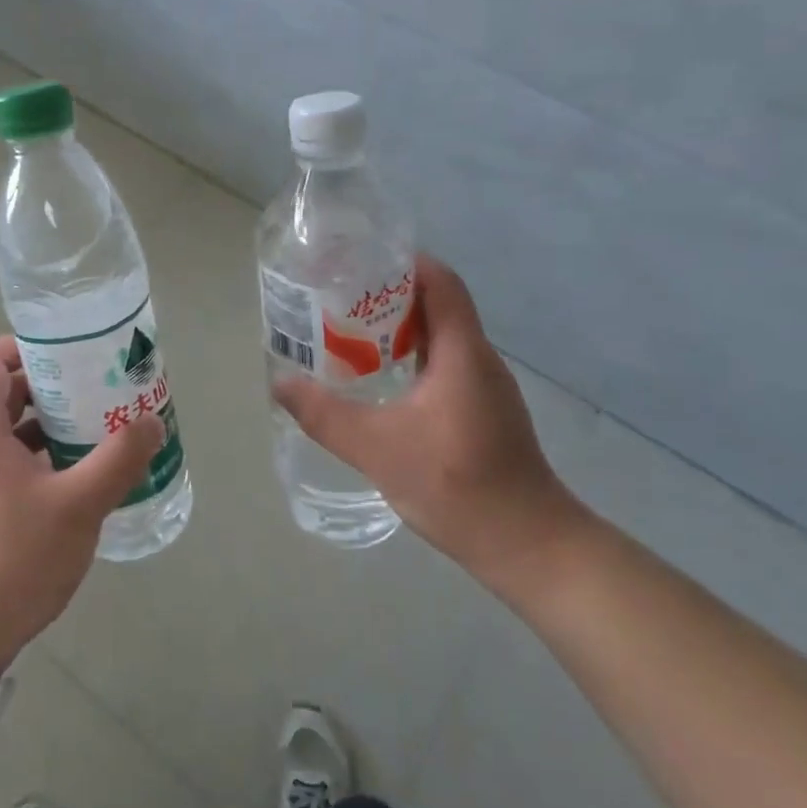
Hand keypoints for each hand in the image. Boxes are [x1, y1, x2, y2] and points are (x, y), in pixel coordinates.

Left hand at [0, 335, 163, 674]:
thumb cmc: (15, 559)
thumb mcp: (78, 506)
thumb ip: (118, 460)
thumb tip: (152, 422)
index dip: (23, 344)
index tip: (69, 349)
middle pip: (5, 392)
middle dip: (52, 382)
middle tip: (98, 383)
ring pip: (12, 429)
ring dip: (53, 420)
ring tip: (100, 423)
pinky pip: (14, 460)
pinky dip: (46, 453)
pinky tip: (84, 472)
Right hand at [273, 254, 592, 605]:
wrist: (526, 546)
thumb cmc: (457, 485)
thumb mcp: (377, 448)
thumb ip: (325, 415)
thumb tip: (280, 383)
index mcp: (462, 352)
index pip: (441, 283)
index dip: (405, 262)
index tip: (359, 261)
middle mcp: (479, 359)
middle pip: (438, 305)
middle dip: (389, 294)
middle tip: (339, 297)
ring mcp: (485, 387)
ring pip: (440, 337)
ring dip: (399, 328)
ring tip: (349, 332)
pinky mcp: (483, 411)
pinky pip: (444, 364)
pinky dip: (411, 358)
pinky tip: (380, 380)